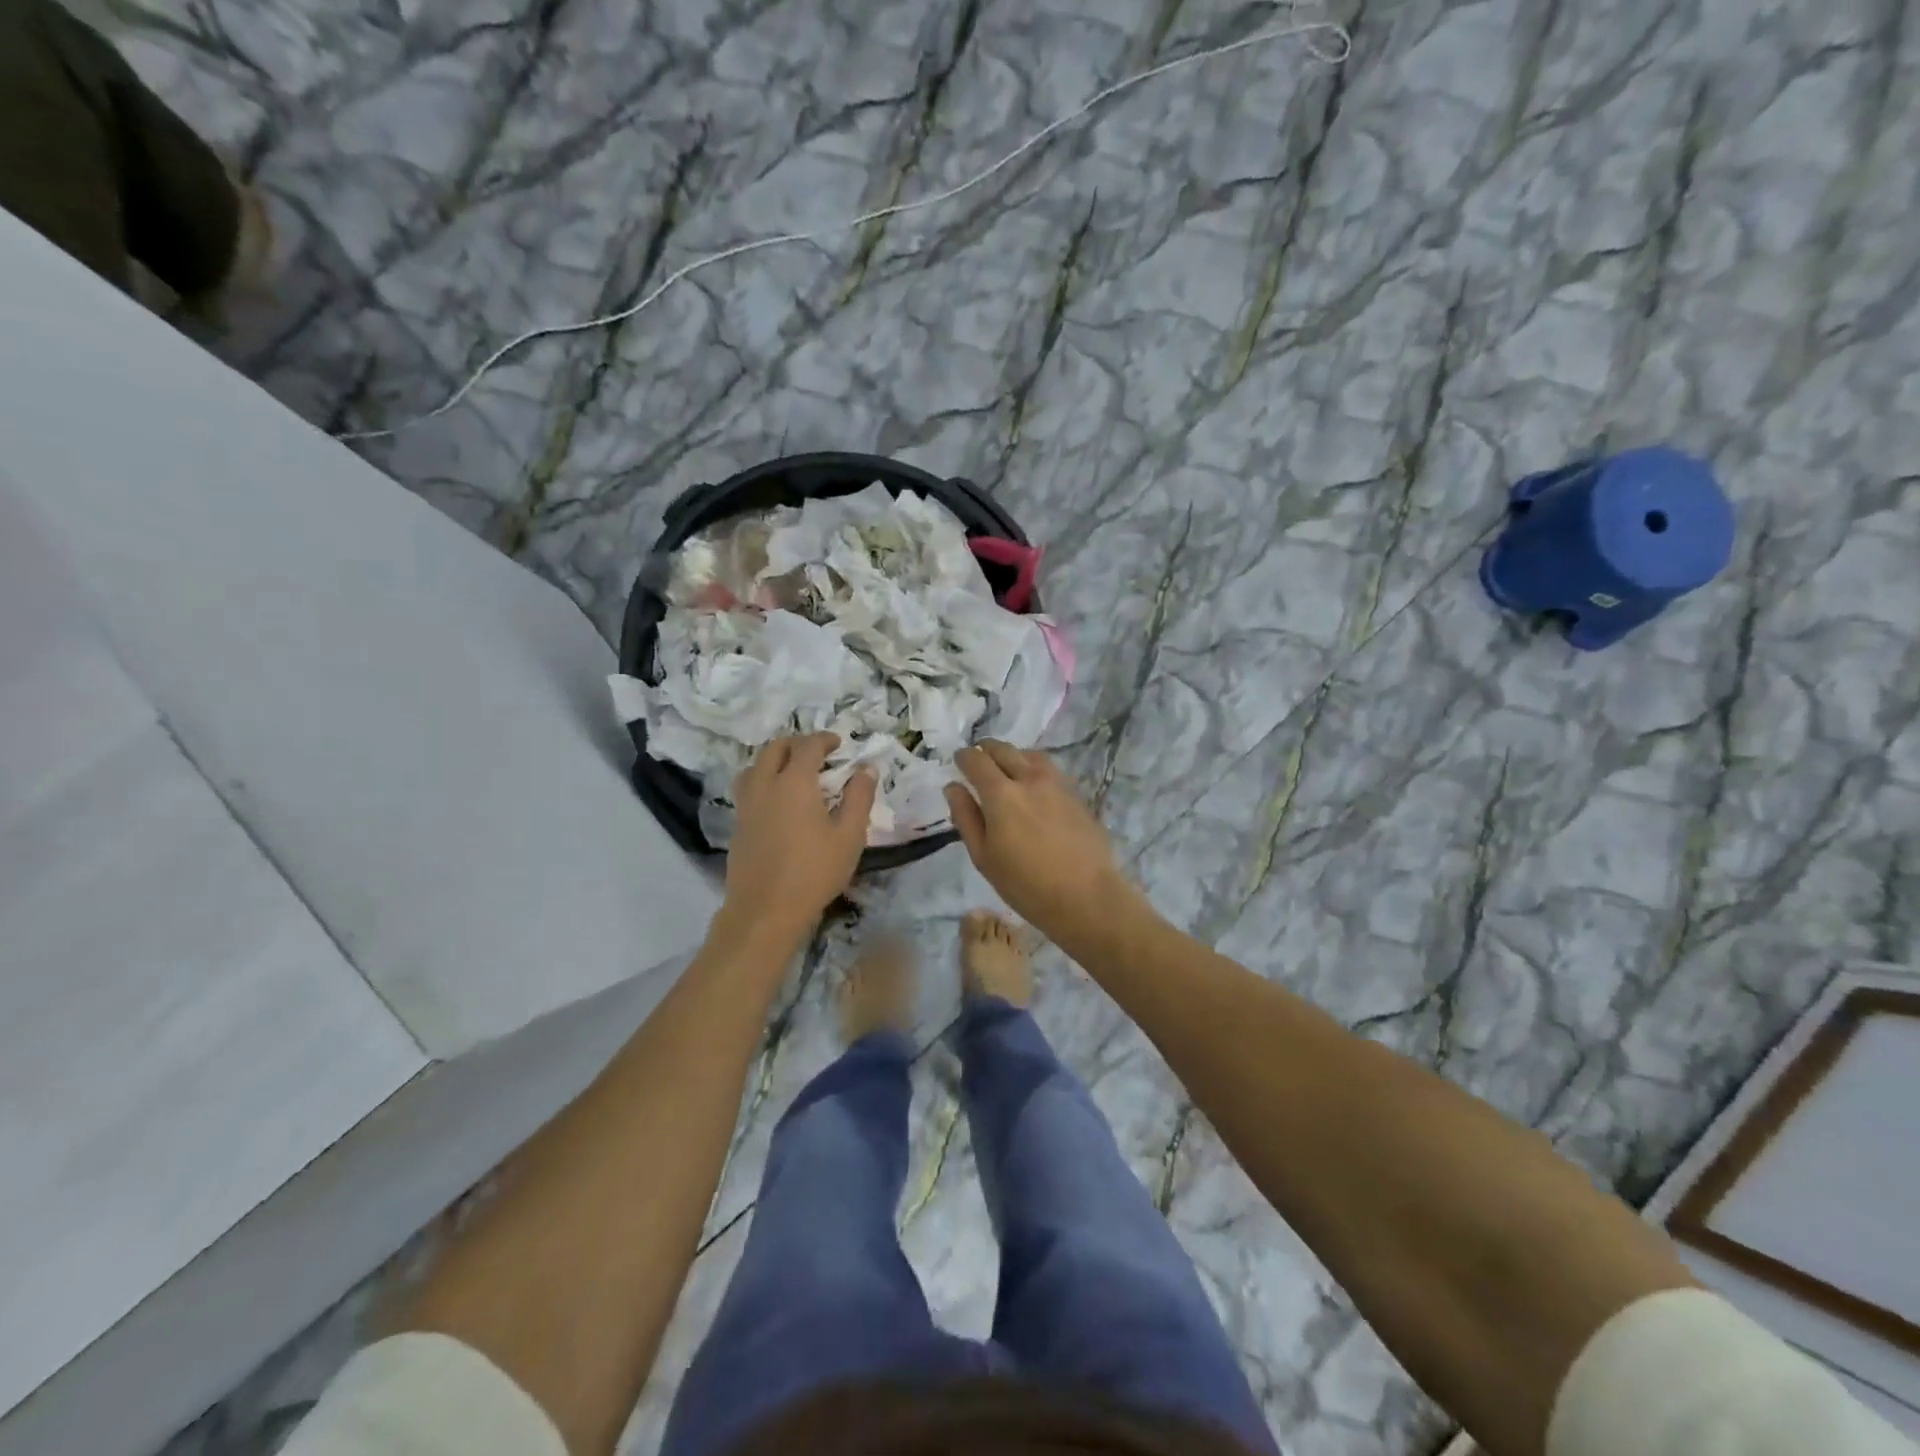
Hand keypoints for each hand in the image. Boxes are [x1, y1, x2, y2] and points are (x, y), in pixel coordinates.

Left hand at [723, 733, 876, 942]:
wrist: (765, 911)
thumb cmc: (814, 872)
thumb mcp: (849, 836)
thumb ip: (859, 797)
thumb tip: (866, 768)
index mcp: (795, 782)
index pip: (808, 746)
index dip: (824, 739)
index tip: (839, 744)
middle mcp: (766, 785)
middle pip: (775, 748)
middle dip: (797, 743)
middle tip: (817, 753)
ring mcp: (746, 805)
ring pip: (755, 765)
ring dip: (774, 758)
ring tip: (793, 771)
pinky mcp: (738, 824)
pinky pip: (747, 787)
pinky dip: (763, 779)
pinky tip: (777, 799)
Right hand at [943, 741, 1137, 939]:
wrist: (1086, 896)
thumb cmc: (1025, 884)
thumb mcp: (983, 857)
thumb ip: (966, 817)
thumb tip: (953, 787)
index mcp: (1001, 793)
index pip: (976, 760)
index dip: (964, 757)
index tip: (958, 762)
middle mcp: (1029, 779)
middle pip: (1003, 750)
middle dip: (986, 750)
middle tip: (978, 760)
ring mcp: (1056, 784)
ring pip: (1030, 755)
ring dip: (1013, 755)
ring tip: (1006, 768)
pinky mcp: (1075, 794)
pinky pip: (1050, 769)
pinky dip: (1034, 767)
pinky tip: (1033, 785)